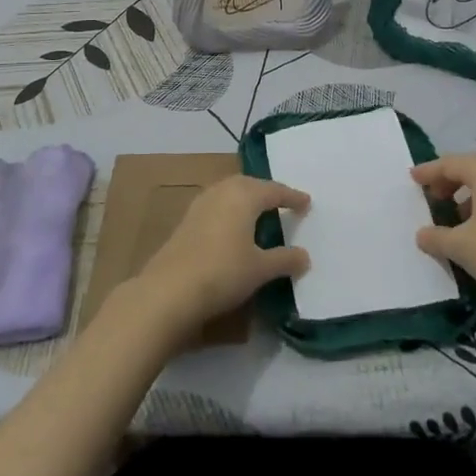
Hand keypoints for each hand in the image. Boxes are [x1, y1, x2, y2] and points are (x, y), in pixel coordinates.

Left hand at [131, 175, 310, 337]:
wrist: (169, 290)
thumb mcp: (260, 269)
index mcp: (244, 196)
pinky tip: (232, 227)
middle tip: (283, 203)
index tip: (307, 202)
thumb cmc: (222, 273)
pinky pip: (217, 204)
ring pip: (230, 192)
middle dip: (267, 192)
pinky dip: (230, 209)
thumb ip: (285, 259)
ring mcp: (200, 204)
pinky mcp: (186, 220)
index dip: (292, 197)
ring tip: (259, 212)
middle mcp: (222, 191)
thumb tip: (305, 256)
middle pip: (249, 184)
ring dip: (246, 199)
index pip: (274, 190)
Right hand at [411, 153, 475, 309]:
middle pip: (472, 168)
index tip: (412, 178)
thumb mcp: (460, 246)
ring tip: (453, 214)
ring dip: (469, 193)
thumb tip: (422, 234)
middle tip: (432, 195)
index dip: (429, 171)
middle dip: (450, 180)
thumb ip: (436, 236)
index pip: (451, 164)